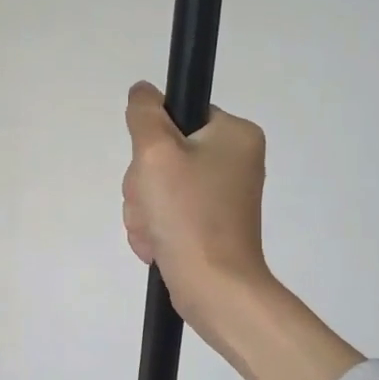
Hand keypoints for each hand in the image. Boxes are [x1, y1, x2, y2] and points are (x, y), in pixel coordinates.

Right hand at [123, 81, 271, 346]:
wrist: (214, 288)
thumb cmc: (189, 215)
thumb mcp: (157, 152)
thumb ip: (145, 114)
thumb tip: (143, 91)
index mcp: (236, 135)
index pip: (178, 115)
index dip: (153, 139)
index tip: (153, 165)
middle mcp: (234, 161)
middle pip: (164, 153)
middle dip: (144, 184)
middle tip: (153, 204)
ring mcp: (221, 196)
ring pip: (158, 186)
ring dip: (144, 209)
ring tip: (156, 231)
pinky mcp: (208, 225)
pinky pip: (166, 213)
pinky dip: (155, 229)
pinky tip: (158, 245)